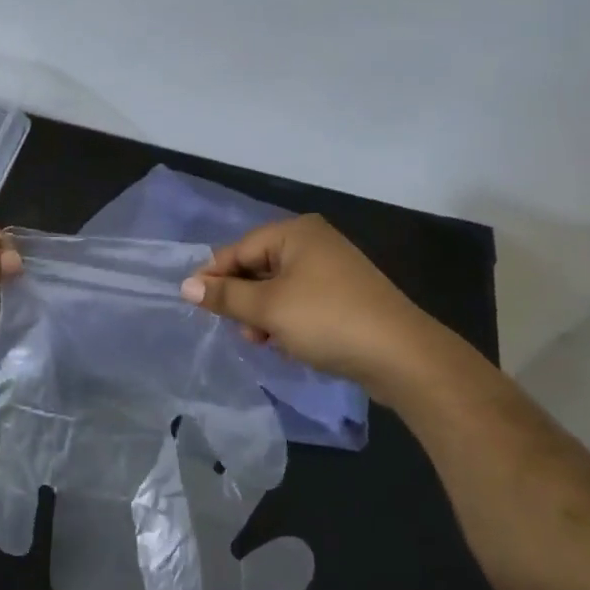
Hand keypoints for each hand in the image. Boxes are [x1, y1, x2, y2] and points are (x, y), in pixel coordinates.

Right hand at [179, 215, 461, 395]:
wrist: (402, 356)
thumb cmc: (327, 320)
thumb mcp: (268, 309)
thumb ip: (225, 296)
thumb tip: (186, 286)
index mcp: (295, 233)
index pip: (239, 249)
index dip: (214, 276)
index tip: (194, 304)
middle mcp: (315, 243)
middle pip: (259, 268)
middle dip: (244, 300)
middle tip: (239, 330)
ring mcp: (334, 270)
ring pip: (279, 289)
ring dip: (265, 315)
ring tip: (264, 342)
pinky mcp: (346, 297)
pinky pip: (302, 303)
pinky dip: (289, 321)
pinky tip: (289, 346)